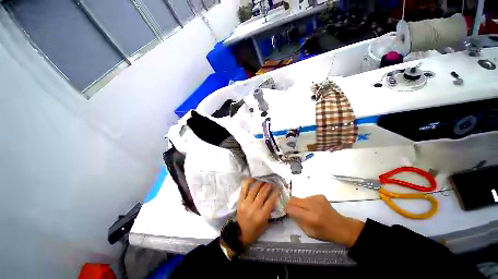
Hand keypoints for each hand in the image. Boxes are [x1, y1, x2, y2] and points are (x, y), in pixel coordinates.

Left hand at [236, 178, 279, 247]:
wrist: (240, 233)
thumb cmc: (255, 231)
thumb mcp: (265, 224)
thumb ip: (269, 211)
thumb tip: (273, 199)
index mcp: (261, 215)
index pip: (270, 201)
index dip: (275, 192)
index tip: (277, 187)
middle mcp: (254, 208)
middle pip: (262, 193)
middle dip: (267, 185)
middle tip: (270, 182)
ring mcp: (245, 204)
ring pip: (254, 189)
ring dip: (259, 183)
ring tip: (263, 180)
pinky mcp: (240, 201)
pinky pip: (244, 189)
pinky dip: (248, 182)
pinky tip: (252, 178)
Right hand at [285, 195, 364, 246]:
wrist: (341, 226)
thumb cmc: (325, 233)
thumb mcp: (309, 232)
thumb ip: (298, 221)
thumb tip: (289, 211)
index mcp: (311, 218)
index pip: (291, 208)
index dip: (286, 209)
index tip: (286, 211)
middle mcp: (313, 205)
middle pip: (293, 199)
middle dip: (290, 204)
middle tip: (293, 210)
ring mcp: (316, 198)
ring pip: (300, 198)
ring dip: (299, 203)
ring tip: (306, 210)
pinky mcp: (319, 195)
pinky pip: (307, 197)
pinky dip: (306, 202)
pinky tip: (313, 208)